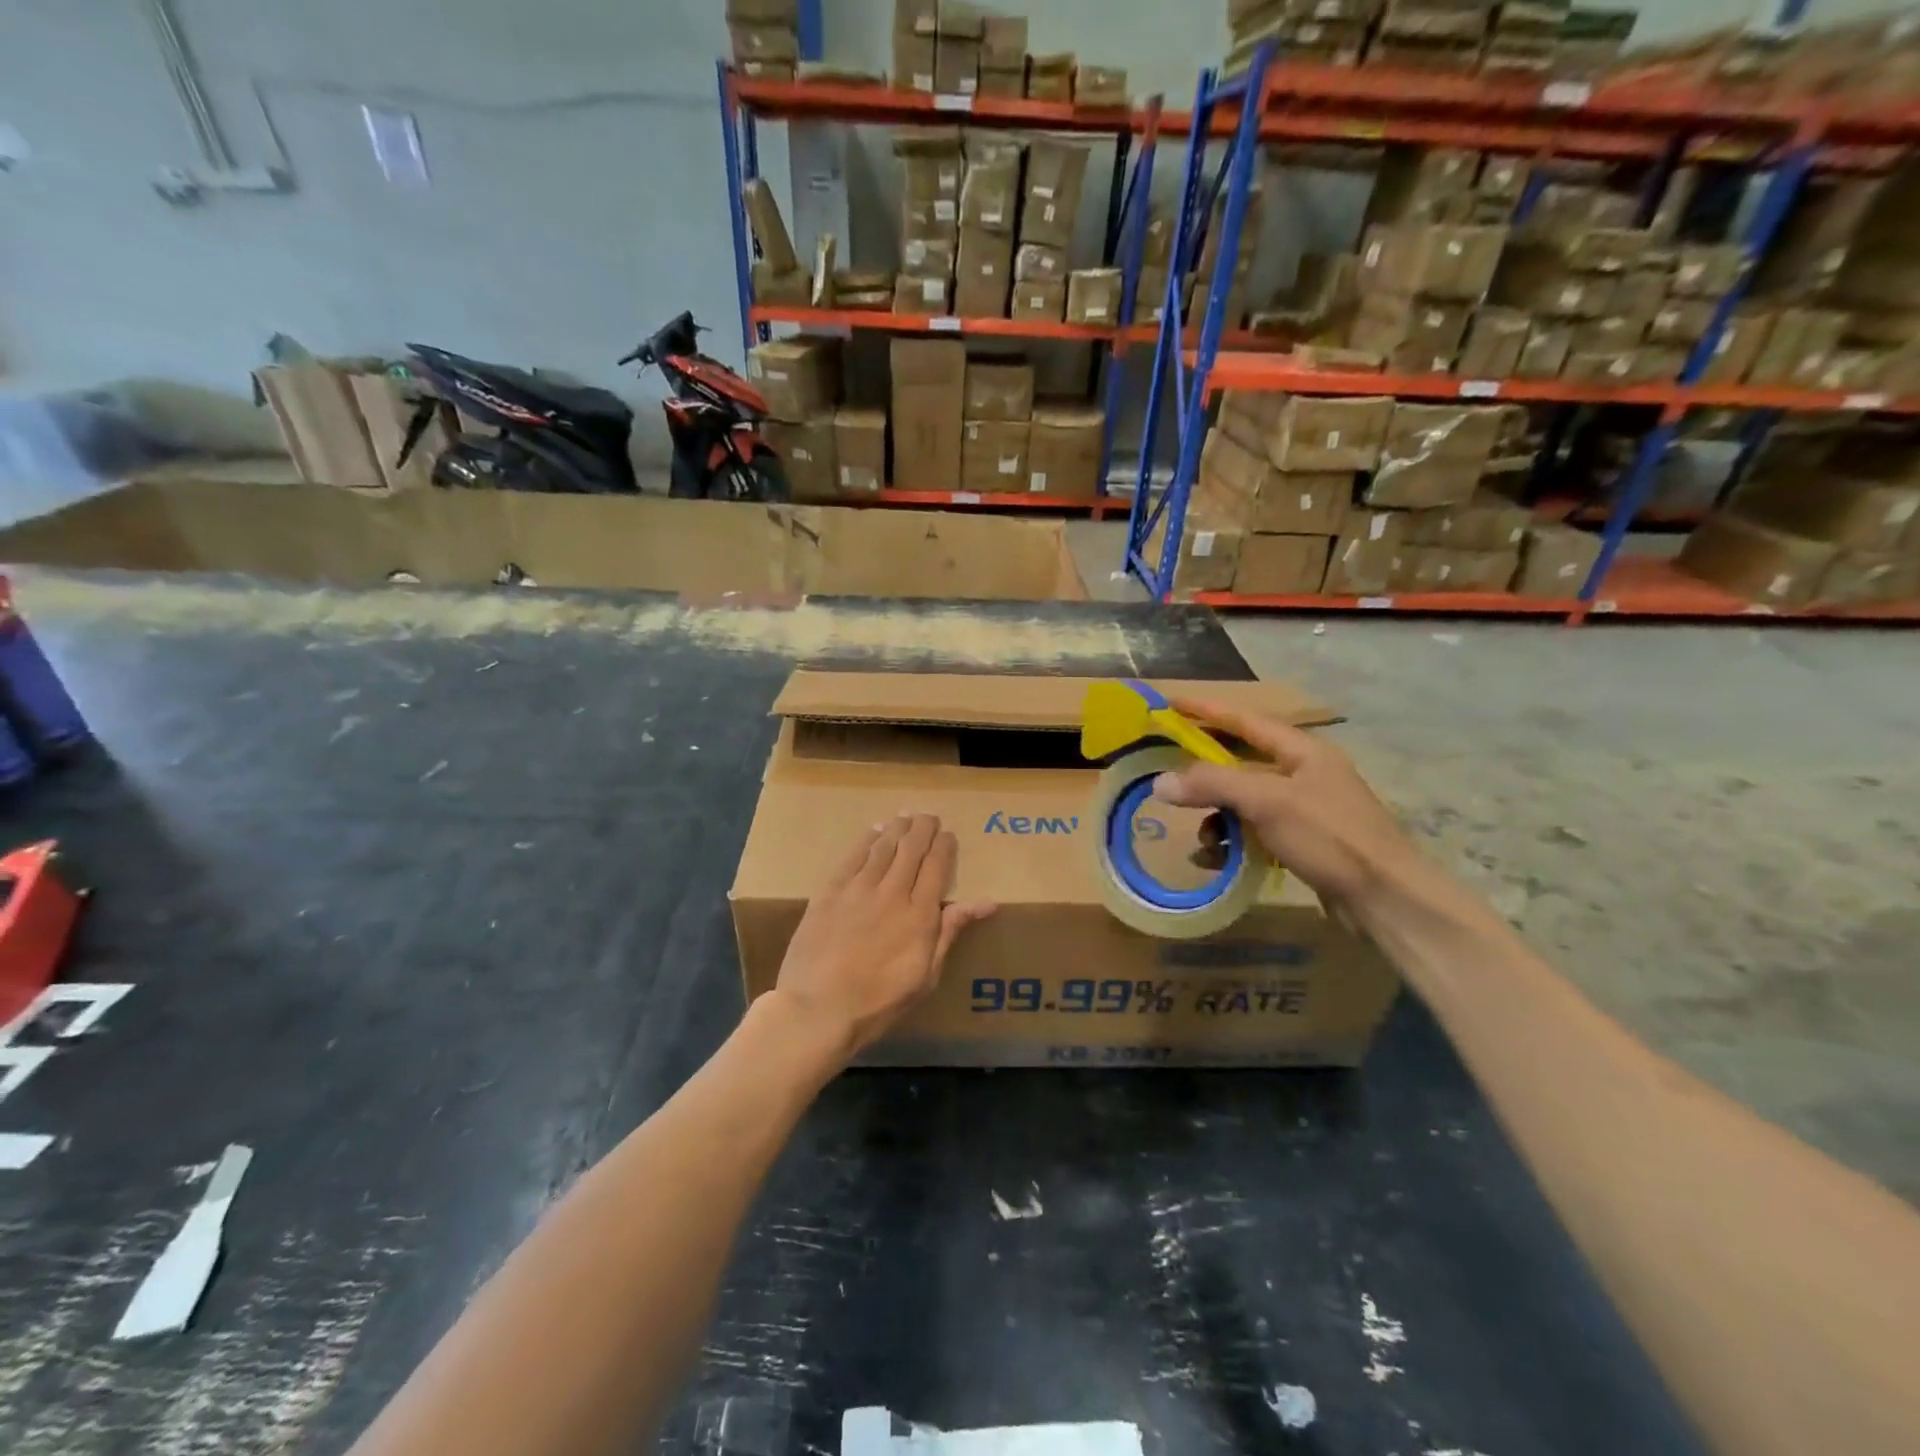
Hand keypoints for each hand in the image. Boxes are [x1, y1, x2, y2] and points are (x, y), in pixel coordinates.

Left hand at [772, 814, 995, 1062]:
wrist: (816, 1009)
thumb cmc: (878, 1003)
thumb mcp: (925, 977)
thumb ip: (950, 932)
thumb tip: (986, 903)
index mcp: (920, 915)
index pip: (937, 867)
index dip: (944, 847)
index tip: (948, 836)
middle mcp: (892, 892)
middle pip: (912, 849)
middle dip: (923, 829)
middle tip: (929, 816)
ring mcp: (858, 889)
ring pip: (883, 847)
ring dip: (897, 829)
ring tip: (906, 817)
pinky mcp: (829, 891)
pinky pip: (852, 856)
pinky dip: (866, 840)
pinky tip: (874, 832)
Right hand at [1152, 699, 1419, 915]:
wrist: (1387, 899)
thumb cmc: (1330, 837)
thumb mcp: (1267, 802)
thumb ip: (1212, 785)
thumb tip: (1160, 781)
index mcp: (1303, 751)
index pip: (1245, 720)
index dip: (1206, 710)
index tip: (1170, 703)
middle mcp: (1305, 774)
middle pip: (1242, 761)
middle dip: (1205, 772)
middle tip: (1168, 773)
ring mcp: (1306, 809)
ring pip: (1246, 801)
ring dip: (1218, 816)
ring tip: (1203, 840)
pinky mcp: (1305, 842)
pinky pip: (1256, 831)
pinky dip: (1234, 840)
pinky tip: (1218, 860)